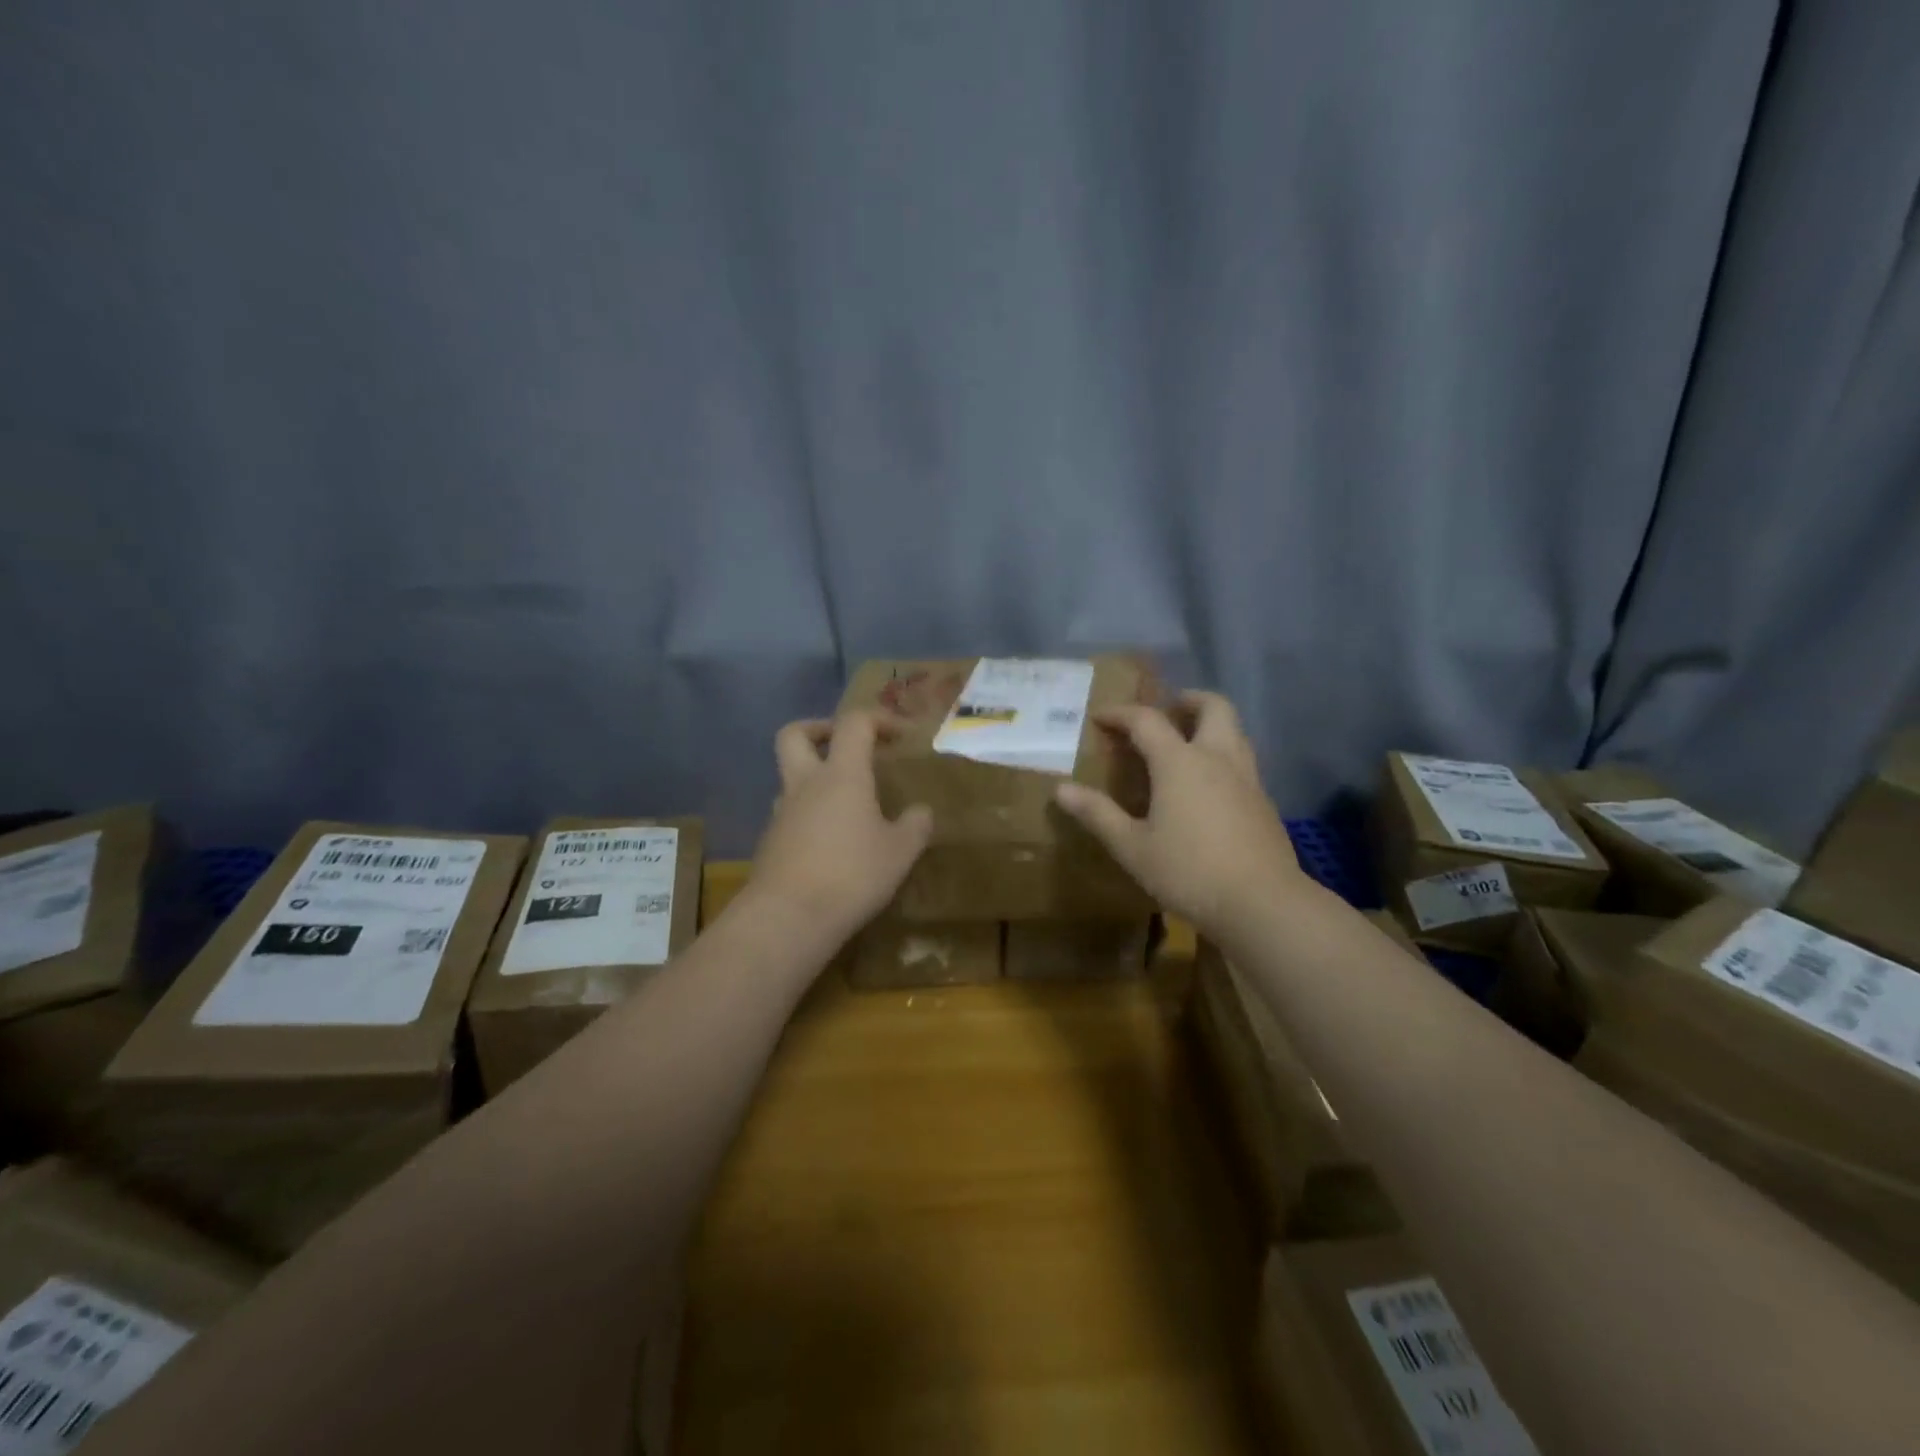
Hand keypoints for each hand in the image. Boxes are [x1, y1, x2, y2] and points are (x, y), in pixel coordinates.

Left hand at [750, 710, 933, 940]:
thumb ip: (915, 825)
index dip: (879, 719)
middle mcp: (805, 784)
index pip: (854, 723)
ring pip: (790, 777)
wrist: (788, 917)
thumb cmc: (852, 874)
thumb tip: (920, 811)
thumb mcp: (900, 852)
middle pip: (795, 734)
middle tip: (846, 746)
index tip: (901, 736)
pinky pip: (790, 815)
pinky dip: (809, 816)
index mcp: (841, 774)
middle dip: (820, 729)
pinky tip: (832, 843)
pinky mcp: (770, 843)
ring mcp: (781, 813)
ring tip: (846, 804)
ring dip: (814, 778)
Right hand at [1054, 691, 1305, 935]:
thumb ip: (1098, 814)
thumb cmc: (1189, 872)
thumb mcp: (1132, 847)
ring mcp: (1247, 778)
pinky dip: (1222, 756)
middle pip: (1213, 706)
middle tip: (1166, 711)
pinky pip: (1242, 761)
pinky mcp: (1264, 802)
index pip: (1147, 720)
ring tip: (1186, 744)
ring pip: (1235, 731)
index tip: (1100, 717)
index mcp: (1180, 762)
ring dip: (1210, 725)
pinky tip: (1208, 787)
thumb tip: (1061, 790)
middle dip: (1187, 700)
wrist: (1262, 904)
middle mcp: (1217, 758)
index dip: (1121, 714)